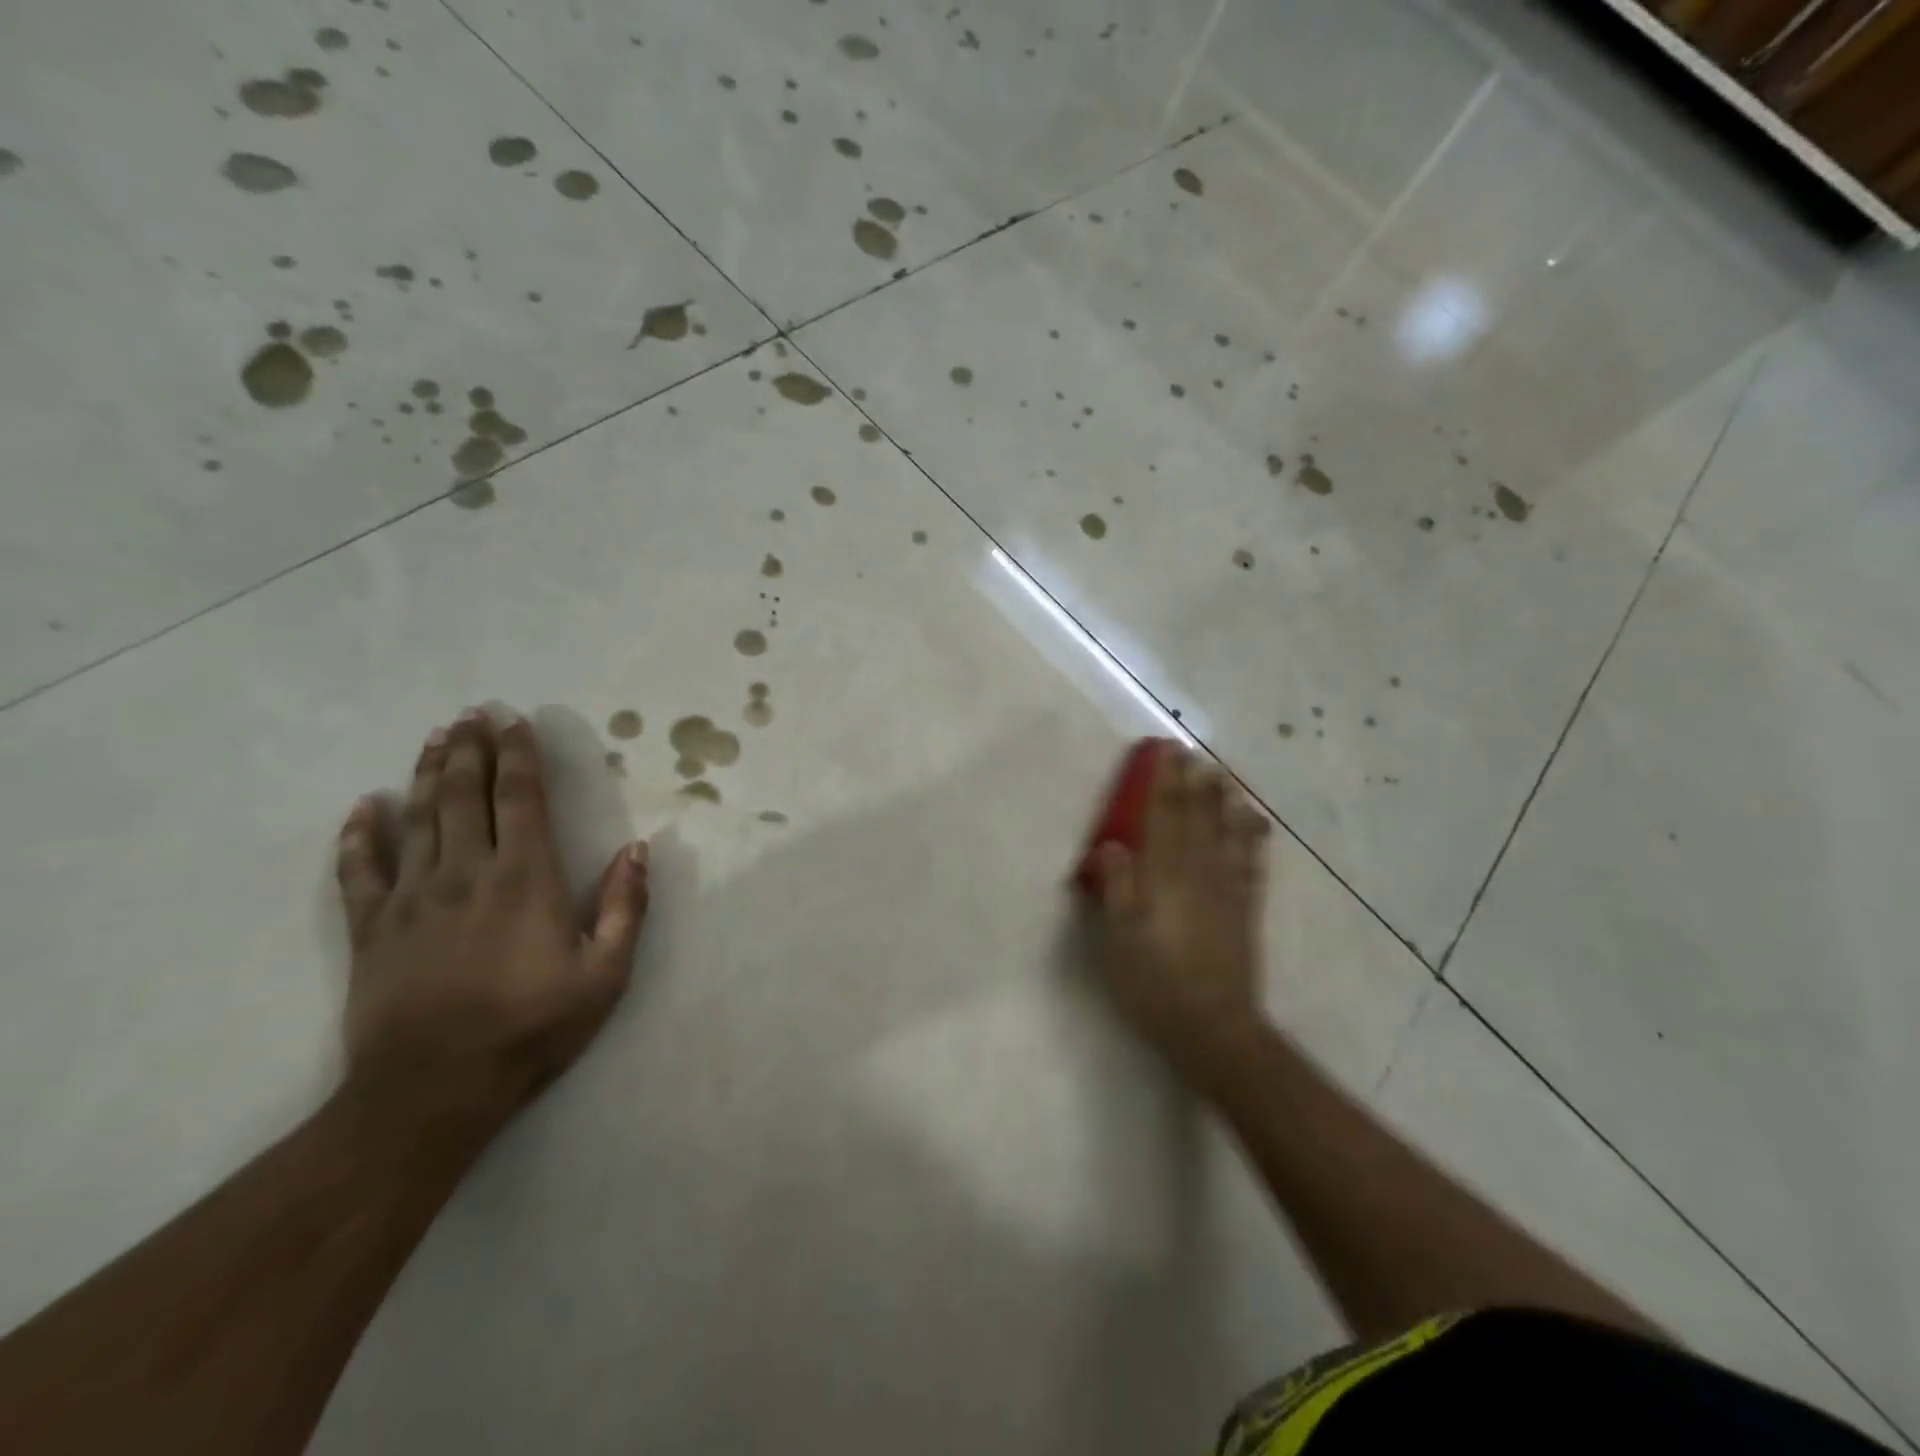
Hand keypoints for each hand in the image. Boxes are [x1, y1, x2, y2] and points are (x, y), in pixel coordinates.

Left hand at [334, 709, 649, 1130]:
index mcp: (525, 878)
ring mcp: (411, 897)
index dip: (518, 755)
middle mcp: (466, 872)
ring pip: (417, 817)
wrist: (432, 1090)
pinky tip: (366, 806)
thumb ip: (626, 907)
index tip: (515, 721)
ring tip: (434, 736)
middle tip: (471, 712)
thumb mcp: (605, 973)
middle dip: (470, 749)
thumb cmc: (531, 1028)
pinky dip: (360, 833)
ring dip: (426, 772)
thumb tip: (637, 849)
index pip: (520, 798)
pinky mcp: (372, 927)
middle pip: (463, 794)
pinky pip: (359, 869)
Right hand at [1090, 744, 1271, 1085]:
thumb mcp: (1119, 939)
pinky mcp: (1245, 909)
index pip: (1163, 818)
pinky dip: (1251, 836)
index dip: (1164, 783)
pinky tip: (1253, 821)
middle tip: (1194, 752)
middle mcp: (1198, 873)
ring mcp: (1227, 890)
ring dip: (1224, 800)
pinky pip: (1250, 861)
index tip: (1167, 752)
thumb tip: (1112, 844)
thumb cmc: (1154, 983)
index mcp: (1164, 877)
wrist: (1212, 1027)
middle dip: (1193, 782)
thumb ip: (1117, 888)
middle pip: (1196, 817)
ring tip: (1224, 775)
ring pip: (1227, 833)